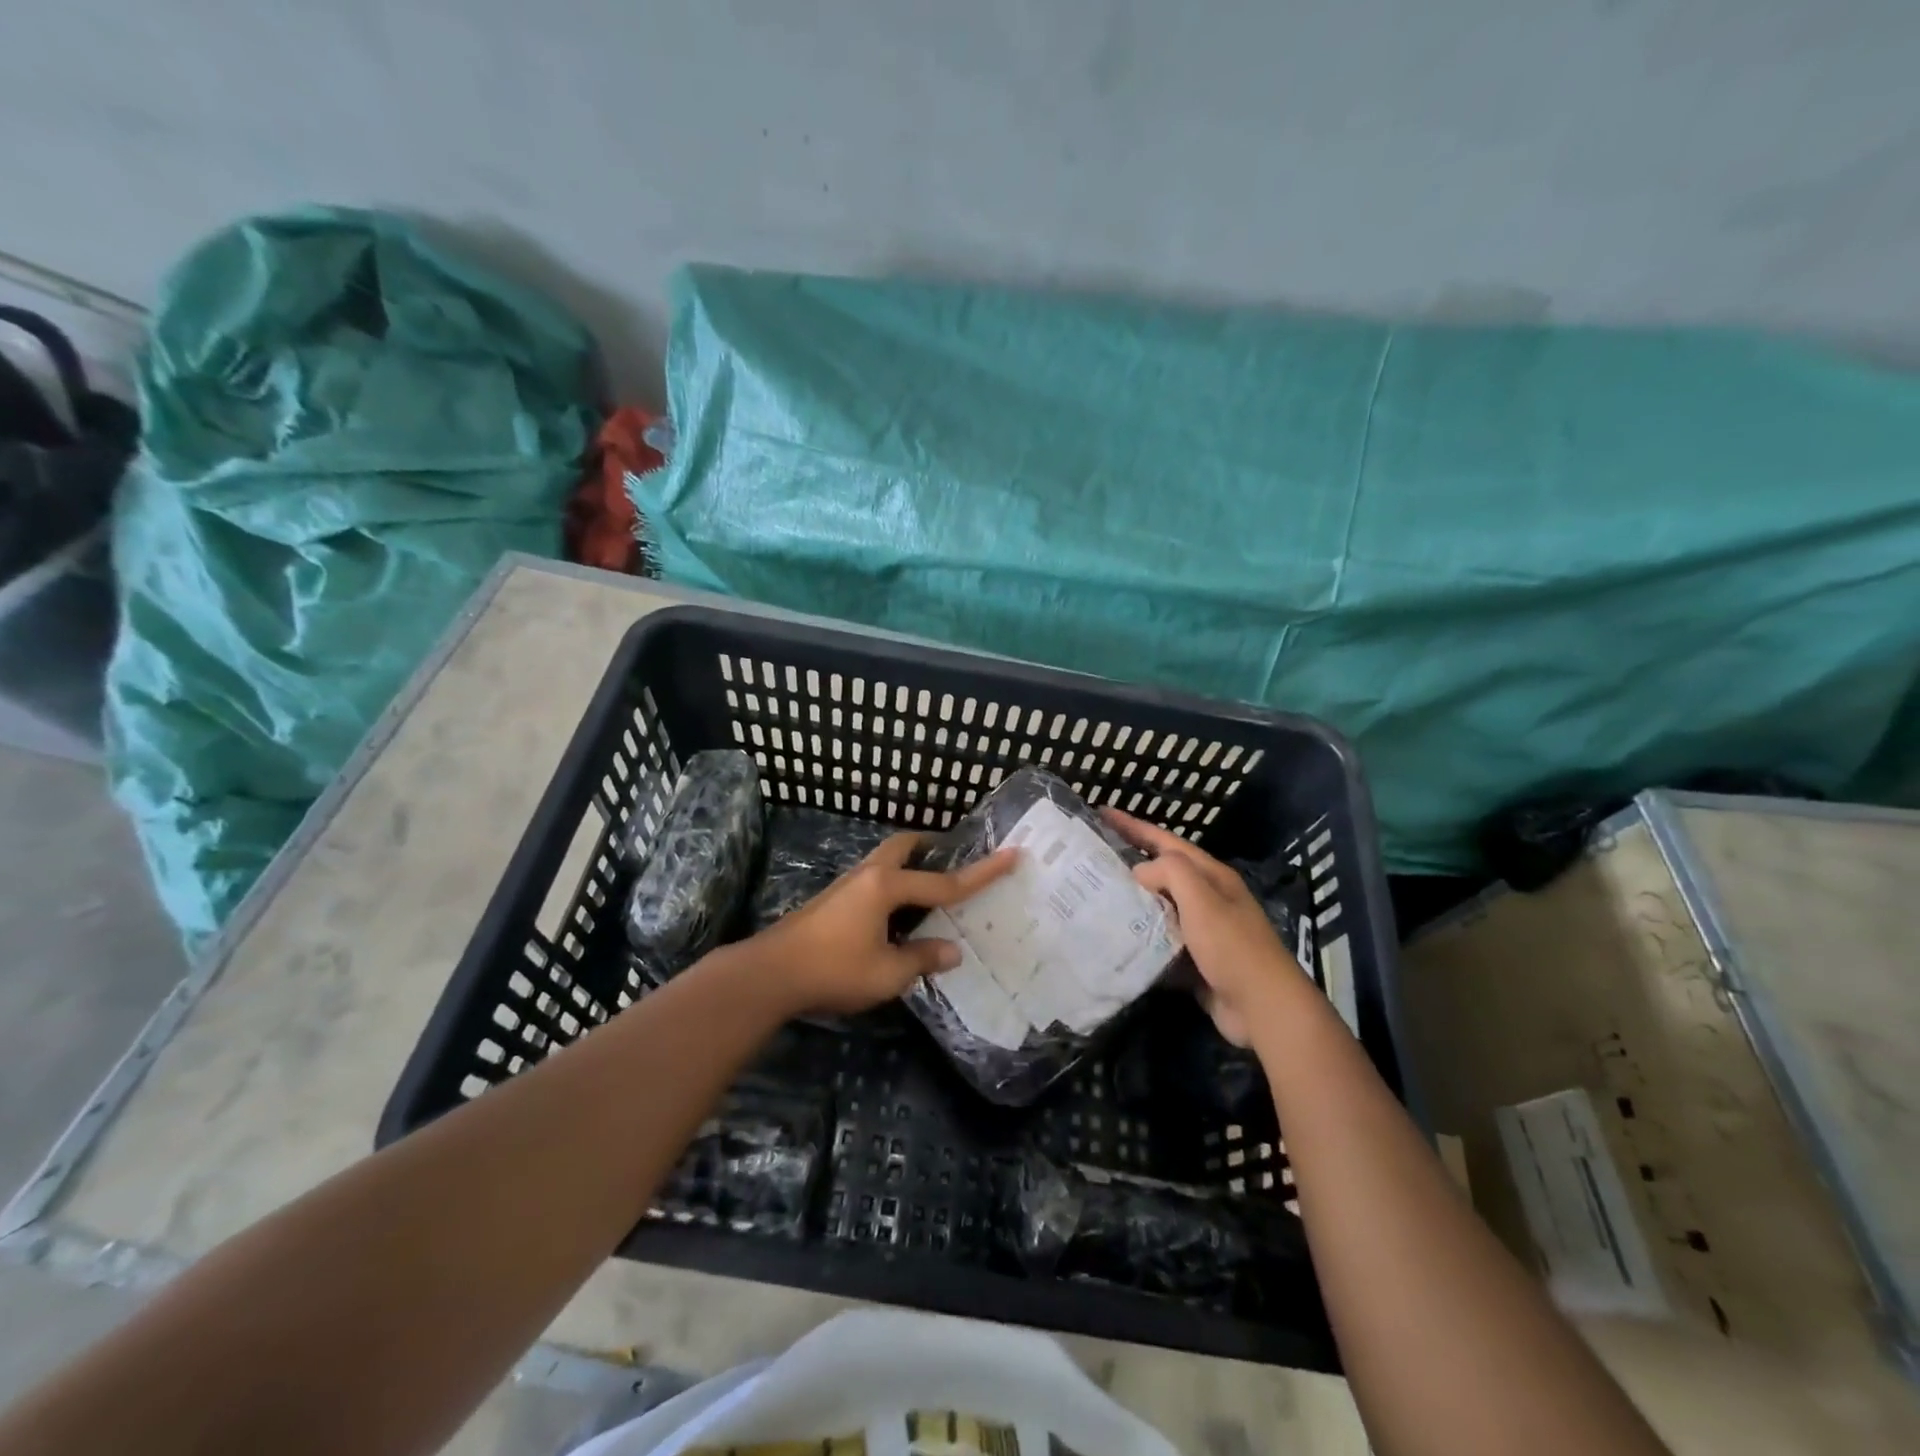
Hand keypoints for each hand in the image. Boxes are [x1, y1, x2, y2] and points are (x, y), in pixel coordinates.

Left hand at [748, 832, 1016, 1016]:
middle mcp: (868, 875)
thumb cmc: (833, 970)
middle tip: (953, 858)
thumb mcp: (886, 973)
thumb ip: (922, 958)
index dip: (982, 873)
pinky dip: (894, 885)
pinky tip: (897, 916)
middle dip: (932, 847)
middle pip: (905, 846)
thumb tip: (952, 950)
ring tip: (930, 890)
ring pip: (886, 861)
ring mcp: (847, 884)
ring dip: (910, 866)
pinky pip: (874, 879)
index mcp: (887, 887)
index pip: (945, 882)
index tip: (1012, 854)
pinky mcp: (833, 899)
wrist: (770, 973)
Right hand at [1104, 809, 1305, 1045]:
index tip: (1101, 813)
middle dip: (1128, 862)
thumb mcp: (1202, 899)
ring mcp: (1201, 931)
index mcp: (1211, 877)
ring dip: (1130, 901)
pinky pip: (1159, 940)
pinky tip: (1114, 937)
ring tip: (1094, 896)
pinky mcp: (1194, 960)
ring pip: (1158, 907)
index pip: (1165, 842)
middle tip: (1091, 858)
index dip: (1133, 826)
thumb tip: (1139, 873)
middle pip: (1161, 872)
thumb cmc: (1232, 947)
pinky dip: (1138, 936)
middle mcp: (1207, 898)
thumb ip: (1170, 873)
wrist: (1263, 1008)